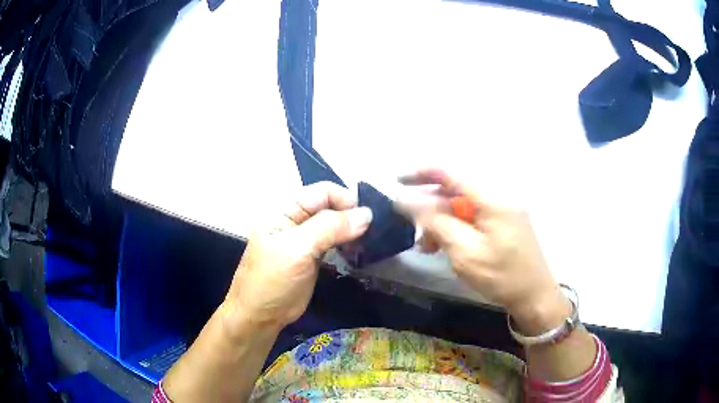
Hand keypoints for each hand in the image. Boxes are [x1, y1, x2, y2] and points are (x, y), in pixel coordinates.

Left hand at [221, 182, 372, 332]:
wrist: (260, 316)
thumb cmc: (273, 280)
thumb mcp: (298, 249)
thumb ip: (330, 228)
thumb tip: (367, 214)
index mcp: (285, 209)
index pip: (322, 192)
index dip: (345, 200)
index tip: (365, 220)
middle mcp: (296, 219)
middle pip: (330, 206)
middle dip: (351, 216)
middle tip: (369, 235)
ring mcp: (305, 238)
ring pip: (335, 224)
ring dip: (351, 231)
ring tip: (364, 245)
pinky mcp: (313, 256)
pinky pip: (334, 241)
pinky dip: (347, 243)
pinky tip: (356, 252)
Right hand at [398, 168, 568, 333]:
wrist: (535, 296)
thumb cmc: (502, 276)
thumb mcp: (464, 252)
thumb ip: (436, 222)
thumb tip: (408, 201)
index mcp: (492, 199)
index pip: (451, 174)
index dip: (422, 173)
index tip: (397, 180)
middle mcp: (499, 197)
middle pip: (455, 191)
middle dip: (430, 208)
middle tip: (412, 230)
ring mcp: (503, 210)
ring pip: (463, 207)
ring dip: (441, 222)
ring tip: (427, 246)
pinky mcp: (504, 223)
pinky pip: (474, 218)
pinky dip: (456, 229)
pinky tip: (445, 246)